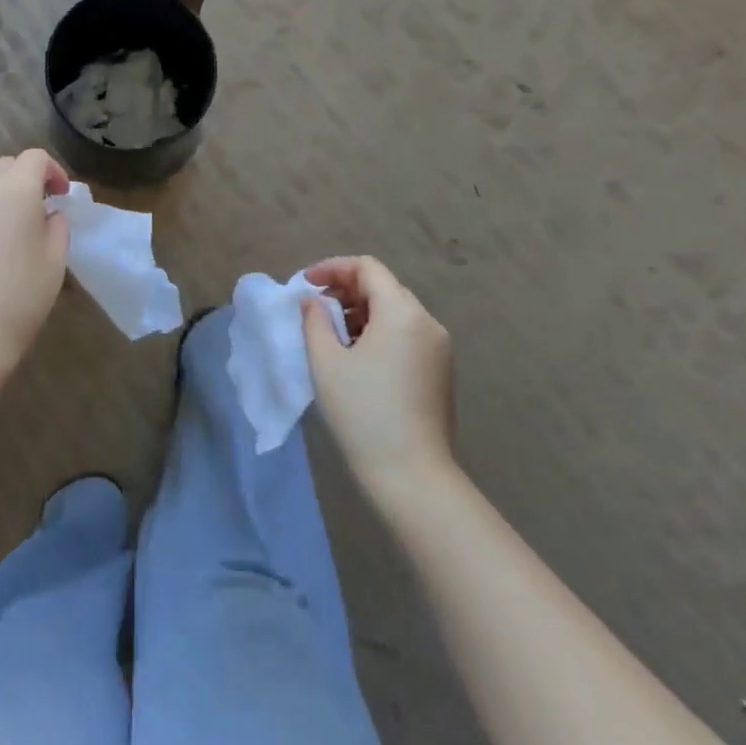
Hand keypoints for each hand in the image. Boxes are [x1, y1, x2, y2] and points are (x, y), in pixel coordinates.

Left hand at [0, 149, 71, 373]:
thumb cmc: (20, 296)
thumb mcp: (55, 260)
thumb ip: (57, 225)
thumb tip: (48, 214)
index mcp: (14, 191)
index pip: (34, 158)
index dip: (53, 170)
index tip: (61, 196)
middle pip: (3, 166)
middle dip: (23, 178)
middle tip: (38, 208)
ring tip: (9, 233)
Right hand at [302, 256, 454, 500]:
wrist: (411, 476)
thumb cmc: (363, 413)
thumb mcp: (326, 362)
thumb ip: (315, 320)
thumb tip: (313, 301)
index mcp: (402, 313)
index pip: (367, 268)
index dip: (333, 268)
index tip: (305, 284)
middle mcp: (427, 322)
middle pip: (384, 287)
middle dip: (346, 289)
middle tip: (314, 308)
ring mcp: (438, 348)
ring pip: (395, 311)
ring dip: (362, 311)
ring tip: (331, 333)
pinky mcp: (440, 371)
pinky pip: (406, 334)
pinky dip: (379, 331)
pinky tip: (357, 356)